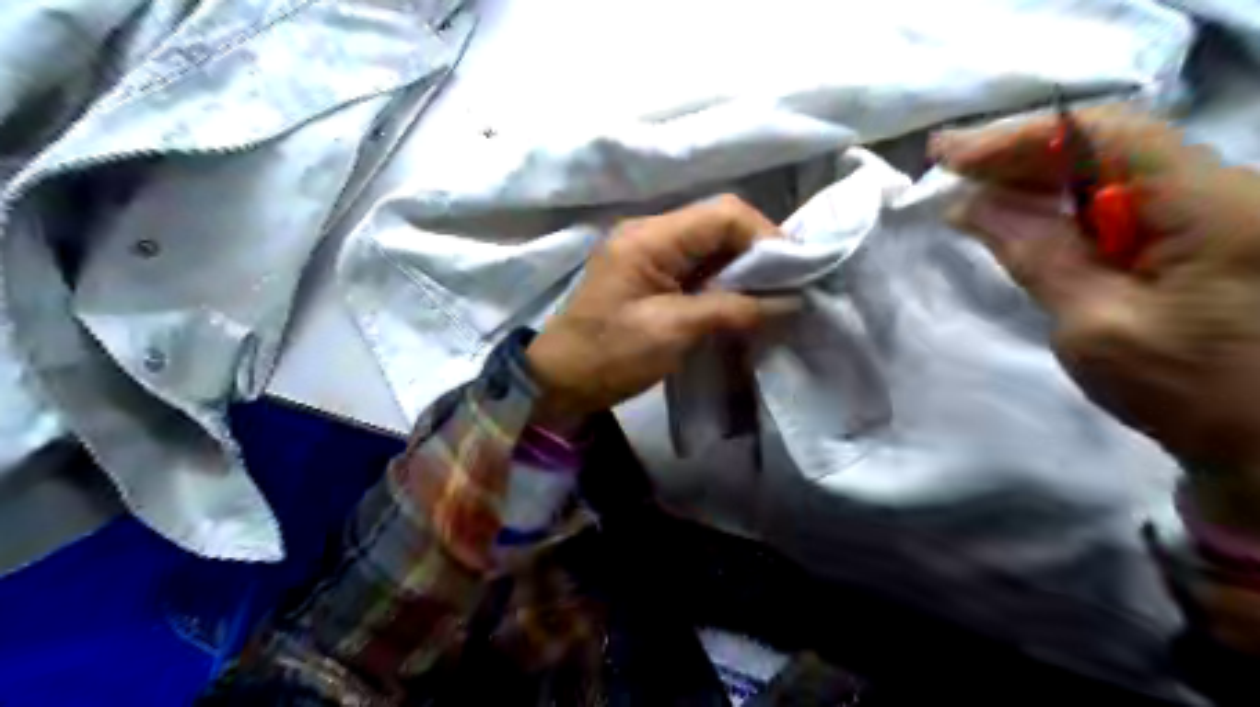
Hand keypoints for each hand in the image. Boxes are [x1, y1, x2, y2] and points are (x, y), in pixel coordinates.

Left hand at [528, 197, 788, 432]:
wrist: (559, 382)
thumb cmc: (609, 355)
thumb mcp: (673, 331)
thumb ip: (732, 310)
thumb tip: (789, 302)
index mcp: (650, 238)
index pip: (723, 214)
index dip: (765, 236)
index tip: (792, 273)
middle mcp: (651, 234)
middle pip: (719, 226)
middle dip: (758, 254)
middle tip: (786, 289)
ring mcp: (649, 255)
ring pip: (711, 248)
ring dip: (743, 271)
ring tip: (770, 300)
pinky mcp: (651, 277)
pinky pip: (698, 269)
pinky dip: (724, 285)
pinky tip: (741, 306)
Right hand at [933, 107, 1259, 533]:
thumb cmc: (1194, 391)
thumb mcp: (1098, 325)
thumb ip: (1038, 254)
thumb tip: (974, 204)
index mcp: (1209, 203)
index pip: (1103, 136)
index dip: (1020, 138)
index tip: (950, 157)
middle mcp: (1222, 189)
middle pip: (1107, 145)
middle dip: (1021, 154)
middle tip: (948, 165)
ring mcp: (1218, 213)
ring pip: (1112, 172)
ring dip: (1038, 178)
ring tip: (972, 188)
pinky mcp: (1204, 239)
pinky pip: (1122, 204)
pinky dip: (1064, 206)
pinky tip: (1025, 217)